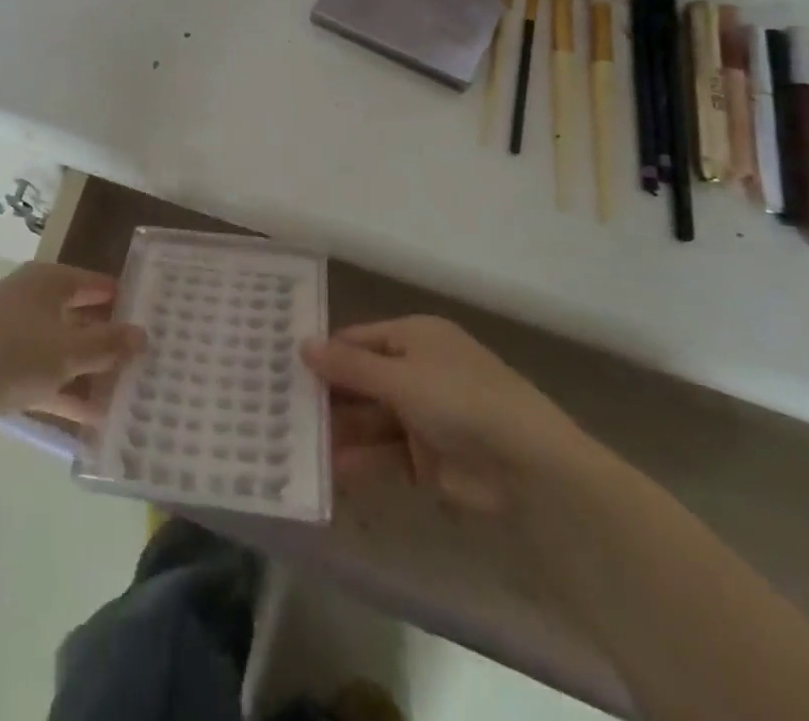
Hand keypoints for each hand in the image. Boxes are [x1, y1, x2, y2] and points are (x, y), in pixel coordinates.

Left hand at [0, 263, 144, 450]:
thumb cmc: (12, 356)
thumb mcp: (68, 350)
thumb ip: (108, 343)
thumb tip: (143, 334)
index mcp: (47, 281)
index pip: (96, 283)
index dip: (125, 299)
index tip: (155, 320)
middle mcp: (30, 300)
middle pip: (80, 315)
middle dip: (110, 340)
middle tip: (148, 361)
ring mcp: (13, 335)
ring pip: (63, 350)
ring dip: (91, 372)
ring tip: (129, 395)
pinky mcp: (0, 370)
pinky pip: (44, 377)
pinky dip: (66, 394)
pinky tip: (95, 422)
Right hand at [302, 316, 594, 511]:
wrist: (530, 469)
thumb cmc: (460, 400)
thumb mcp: (399, 376)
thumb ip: (349, 366)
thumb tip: (302, 344)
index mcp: (416, 337)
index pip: (358, 339)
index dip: (324, 352)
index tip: (283, 365)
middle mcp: (418, 370)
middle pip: (362, 380)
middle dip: (326, 396)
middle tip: (278, 408)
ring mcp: (425, 416)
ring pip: (370, 420)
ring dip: (338, 432)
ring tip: (293, 443)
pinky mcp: (430, 459)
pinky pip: (385, 455)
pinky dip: (360, 462)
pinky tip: (327, 471)